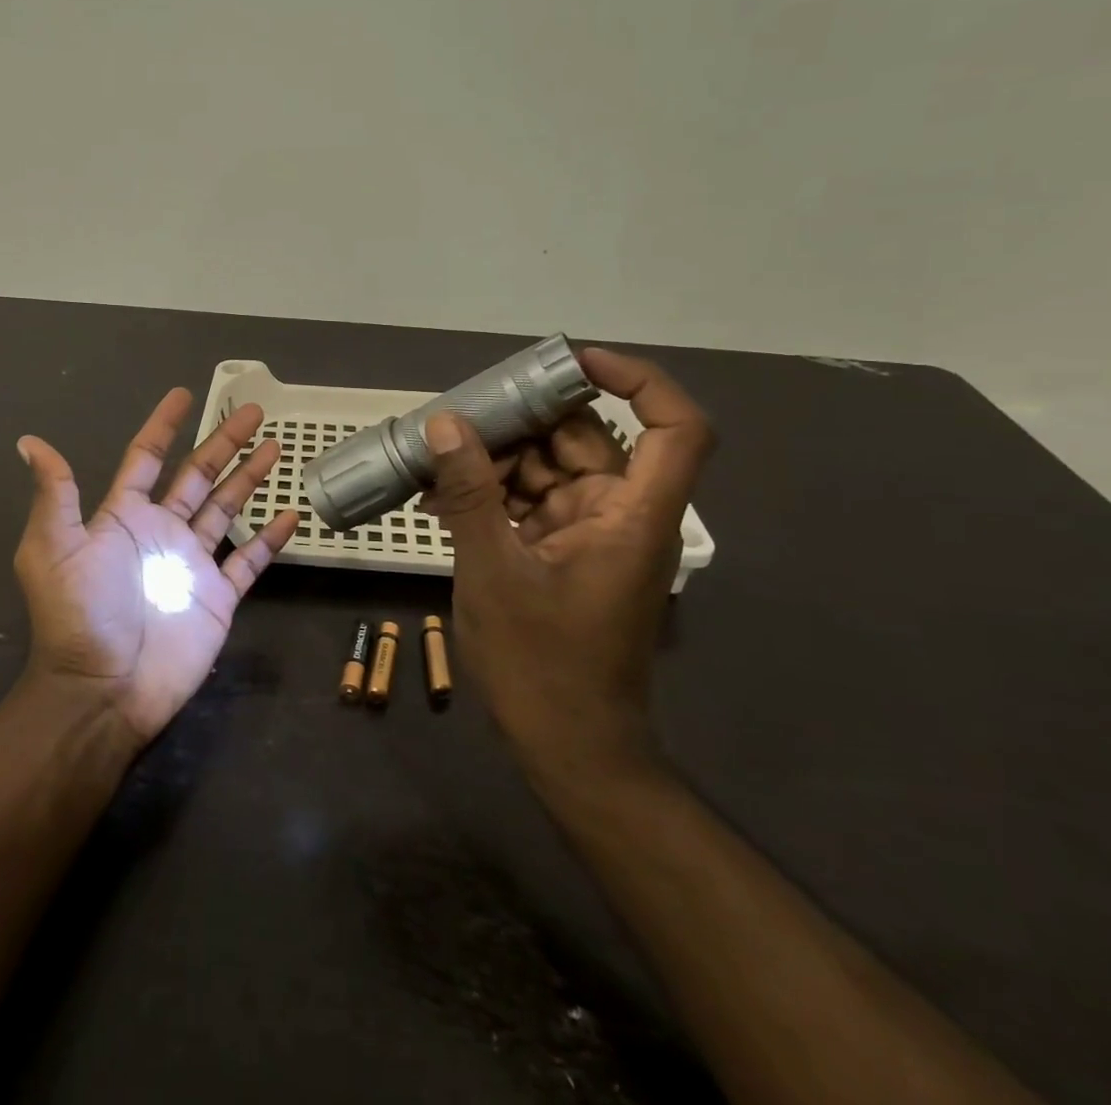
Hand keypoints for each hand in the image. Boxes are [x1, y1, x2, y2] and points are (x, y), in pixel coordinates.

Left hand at [14, 389, 299, 744]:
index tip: (184, 394)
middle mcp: (161, 531)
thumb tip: (29, 441)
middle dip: (224, 441)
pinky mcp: (218, 595)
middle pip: (198, 475)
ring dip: (250, 477)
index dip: (164, 426)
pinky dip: (269, 538)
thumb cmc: (80, 614)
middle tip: (253, 410)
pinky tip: (290, 513)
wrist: (104, 689)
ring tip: (275, 446)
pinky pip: (249, 559)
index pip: (147, 458)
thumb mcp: (54, 548)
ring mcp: (193, 563)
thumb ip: (55, 494)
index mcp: (124, 517)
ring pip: (227, 508)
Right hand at [421, 348, 714, 792]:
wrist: (567, 748)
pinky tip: (439, 498)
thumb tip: (444, 425)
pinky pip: (531, 503)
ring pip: (550, 470)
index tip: (572, 362)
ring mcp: (591, 536)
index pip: (676, 428)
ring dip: (496, 461)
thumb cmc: (542, 664)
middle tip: (459, 418)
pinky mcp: (563, 554)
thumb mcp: (493, 571)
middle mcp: (621, 515)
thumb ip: (470, 493)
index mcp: (632, 516)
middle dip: (524, 424)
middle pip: (588, 440)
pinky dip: (493, 495)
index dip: (636, 381)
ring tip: (434, 462)